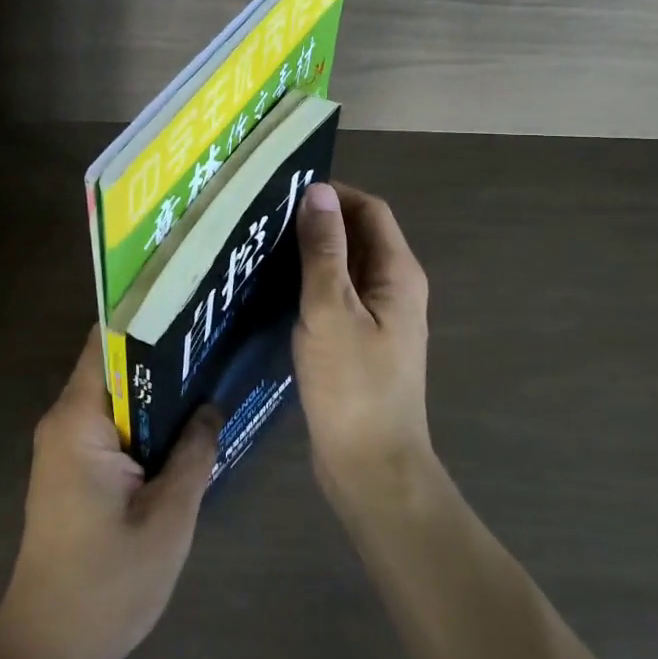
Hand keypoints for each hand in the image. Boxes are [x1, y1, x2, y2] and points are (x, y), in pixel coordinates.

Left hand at [0, 329, 217, 658]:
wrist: (51, 652)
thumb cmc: (107, 584)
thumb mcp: (168, 518)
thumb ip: (193, 454)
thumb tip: (210, 407)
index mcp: (78, 420)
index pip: (106, 342)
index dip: (144, 316)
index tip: (187, 299)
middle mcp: (64, 422)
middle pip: (113, 365)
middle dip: (159, 352)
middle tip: (211, 335)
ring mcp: (65, 447)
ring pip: (115, 397)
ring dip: (154, 390)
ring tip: (207, 370)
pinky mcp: (73, 471)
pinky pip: (111, 426)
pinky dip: (144, 420)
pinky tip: (184, 424)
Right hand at [292, 182, 433, 511]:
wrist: (372, 467)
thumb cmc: (352, 385)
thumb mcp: (331, 310)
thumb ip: (323, 250)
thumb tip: (318, 191)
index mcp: (397, 273)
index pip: (370, 210)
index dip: (333, 194)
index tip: (285, 193)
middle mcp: (394, 288)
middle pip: (358, 236)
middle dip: (317, 222)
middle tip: (263, 219)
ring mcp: (379, 318)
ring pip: (344, 268)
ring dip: (310, 254)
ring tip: (260, 249)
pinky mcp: (360, 342)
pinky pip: (336, 297)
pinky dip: (309, 285)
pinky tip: (273, 291)